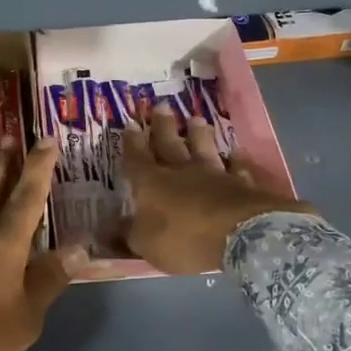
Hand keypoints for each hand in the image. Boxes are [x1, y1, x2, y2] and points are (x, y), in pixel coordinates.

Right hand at [123, 103, 314, 274]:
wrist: (238, 234)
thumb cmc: (184, 239)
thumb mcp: (146, 244)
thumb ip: (129, 234)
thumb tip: (109, 228)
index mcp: (151, 183)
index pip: (137, 158)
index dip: (132, 143)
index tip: (131, 124)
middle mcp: (181, 172)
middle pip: (169, 144)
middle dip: (163, 126)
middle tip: (161, 106)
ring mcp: (214, 174)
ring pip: (203, 148)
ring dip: (198, 134)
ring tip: (195, 119)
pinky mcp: (241, 183)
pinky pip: (236, 167)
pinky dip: (235, 159)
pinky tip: (236, 152)